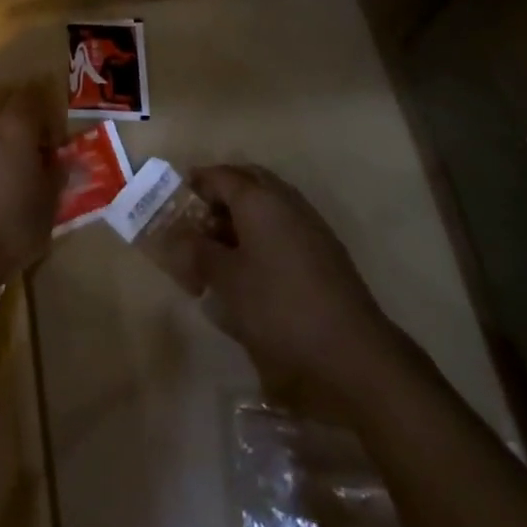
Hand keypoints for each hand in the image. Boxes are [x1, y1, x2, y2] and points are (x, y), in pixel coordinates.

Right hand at [190, 164, 406, 417]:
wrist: (353, 351)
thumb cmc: (279, 308)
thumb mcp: (226, 281)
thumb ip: (198, 251)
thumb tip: (176, 235)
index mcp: (258, 199)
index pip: (219, 175)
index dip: (193, 184)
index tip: (173, 201)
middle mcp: (285, 200)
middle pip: (246, 181)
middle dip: (220, 193)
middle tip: (197, 219)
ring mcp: (309, 223)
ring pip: (268, 202)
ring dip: (241, 214)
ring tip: (220, 247)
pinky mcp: (324, 249)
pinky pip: (284, 224)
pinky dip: (262, 231)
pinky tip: (252, 266)